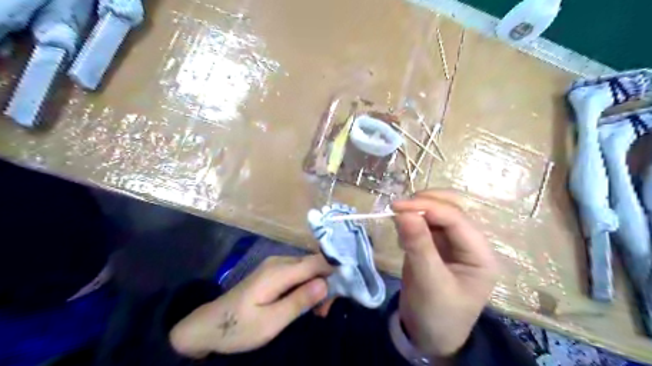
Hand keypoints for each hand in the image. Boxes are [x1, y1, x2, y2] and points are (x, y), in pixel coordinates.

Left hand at [169, 255, 331, 356]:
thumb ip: (299, 301)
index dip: (335, 269)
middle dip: (327, 282)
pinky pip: (298, 273)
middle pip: (314, 263)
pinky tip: (307, 302)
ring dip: (318, 286)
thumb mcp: (270, 322)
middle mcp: (279, 262)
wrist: (208, 325)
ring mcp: (275, 265)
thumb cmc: (238, 327)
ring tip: (319, 311)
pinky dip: (307, 286)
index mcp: (278, 271)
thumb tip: (326, 284)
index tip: (349, 286)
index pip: (316, 261)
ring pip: (308, 268)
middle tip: (327, 310)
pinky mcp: (273, 272)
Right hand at [392, 191, 500, 357]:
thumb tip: (403, 212)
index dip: (427, 207)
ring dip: (417, 210)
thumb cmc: (436, 315)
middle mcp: (469, 244)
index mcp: (480, 254)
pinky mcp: (437, 246)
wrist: (429, 337)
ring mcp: (453, 243)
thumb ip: (418, 245)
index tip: (396, 207)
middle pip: (452, 208)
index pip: (456, 218)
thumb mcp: (428, 282)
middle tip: (398, 207)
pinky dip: (412, 222)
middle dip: (425, 202)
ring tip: (397, 221)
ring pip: (437, 212)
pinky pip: (426, 224)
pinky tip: (402, 236)